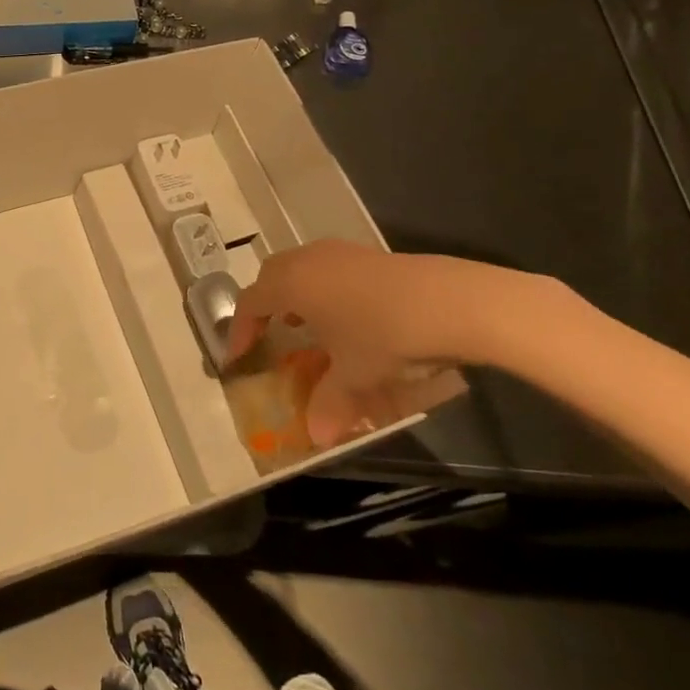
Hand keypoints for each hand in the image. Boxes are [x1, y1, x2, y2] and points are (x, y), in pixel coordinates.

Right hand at [228, 241, 568, 445]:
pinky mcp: (368, 254)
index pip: (250, 302)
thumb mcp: (354, 375)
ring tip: (306, 324)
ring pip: (301, 268)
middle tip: (269, 334)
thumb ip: (329, 404)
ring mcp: (340, 252)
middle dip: (264, 304)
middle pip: (271, 276)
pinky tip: (346, 315)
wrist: (449, 302)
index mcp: (291, 284)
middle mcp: (307, 260)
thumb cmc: (384, 335)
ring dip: (295, 294)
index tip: (239, 356)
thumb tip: (318, 437)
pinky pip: (328, 268)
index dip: (241, 330)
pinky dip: (323, 289)